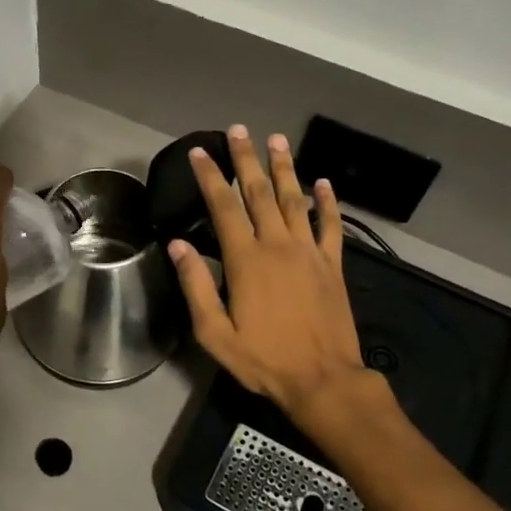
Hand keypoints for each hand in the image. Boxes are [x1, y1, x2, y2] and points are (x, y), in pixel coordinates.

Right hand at [168, 127, 376, 426]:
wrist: (323, 380)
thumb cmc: (264, 360)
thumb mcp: (215, 333)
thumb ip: (196, 285)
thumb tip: (177, 245)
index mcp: (246, 260)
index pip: (224, 207)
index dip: (210, 176)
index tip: (200, 152)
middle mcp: (278, 246)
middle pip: (260, 193)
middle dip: (247, 159)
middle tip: (239, 129)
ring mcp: (309, 252)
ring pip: (295, 199)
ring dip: (285, 168)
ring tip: (277, 139)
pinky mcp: (333, 265)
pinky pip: (331, 225)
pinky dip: (328, 202)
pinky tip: (323, 182)